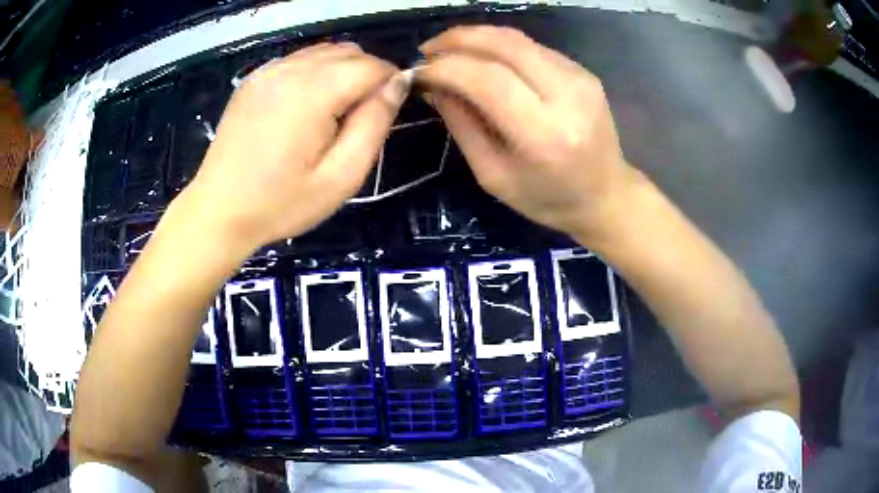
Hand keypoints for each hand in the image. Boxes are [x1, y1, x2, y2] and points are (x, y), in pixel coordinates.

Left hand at [184, 43, 408, 254]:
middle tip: (358, 118)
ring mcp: (267, 71)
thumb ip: (374, 125)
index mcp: (312, 92)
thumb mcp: (340, 177)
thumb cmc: (280, 203)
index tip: (385, 112)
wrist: (218, 211)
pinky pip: (298, 60)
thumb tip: (397, 85)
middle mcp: (289, 69)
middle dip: (366, 76)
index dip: (390, 83)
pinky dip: (315, 72)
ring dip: (341, 72)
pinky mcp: (253, 79)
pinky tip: (305, 106)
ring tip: (332, 113)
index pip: (371, 66)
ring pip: (324, 52)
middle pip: (348, 53)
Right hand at [417, 26, 633, 242]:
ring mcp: (580, 79)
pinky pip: (532, 48)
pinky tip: (483, 59)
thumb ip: (462, 126)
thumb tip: (434, 85)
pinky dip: (500, 46)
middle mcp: (567, 97)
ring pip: (518, 40)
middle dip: (457, 39)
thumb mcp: (493, 176)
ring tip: (448, 50)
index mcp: (544, 135)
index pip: (487, 79)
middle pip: (504, 45)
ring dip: (476, 37)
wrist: (606, 195)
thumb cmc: (548, 199)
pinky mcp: (584, 72)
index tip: (418, 71)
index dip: (446, 68)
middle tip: (428, 50)